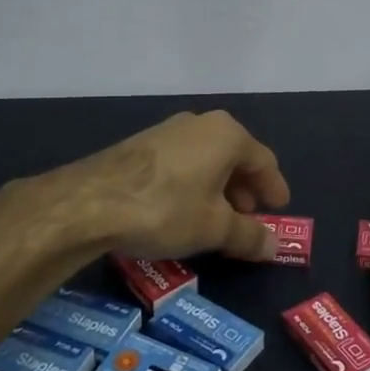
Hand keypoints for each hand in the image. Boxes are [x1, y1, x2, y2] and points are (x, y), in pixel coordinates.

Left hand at [57, 111, 290, 261]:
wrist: (90, 201)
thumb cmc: (167, 208)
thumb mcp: (214, 228)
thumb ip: (248, 236)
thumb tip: (273, 247)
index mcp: (227, 134)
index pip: (263, 161)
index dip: (274, 188)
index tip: (279, 209)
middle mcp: (200, 123)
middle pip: (234, 157)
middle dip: (244, 190)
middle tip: (247, 218)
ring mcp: (168, 131)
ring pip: (206, 160)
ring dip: (217, 188)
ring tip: (215, 219)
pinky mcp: (141, 145)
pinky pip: (181, 163)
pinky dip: (192, 184)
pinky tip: (183, 210)